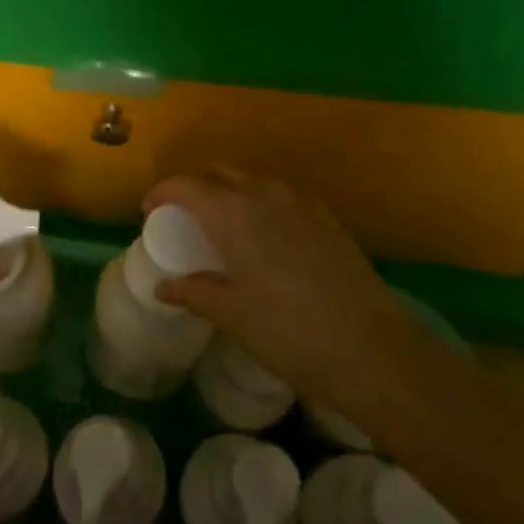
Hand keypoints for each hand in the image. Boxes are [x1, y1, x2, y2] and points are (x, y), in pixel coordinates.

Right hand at [145, 169, 427, 419]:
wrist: (374, 350)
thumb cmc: (290, 333)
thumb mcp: (232, 316)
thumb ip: (194, 292)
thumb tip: (164, 287)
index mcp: (233, 212)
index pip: (185, 185)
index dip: (162, 193)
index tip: (149, 212)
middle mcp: (265, 194)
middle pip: (219, 173)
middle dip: (195, 188)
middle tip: (184, 219)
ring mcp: (301, 202)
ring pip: (252, 181)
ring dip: (229, 193)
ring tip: (223, 228)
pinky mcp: (327, 217)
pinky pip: (281, 195)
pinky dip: (260, 204)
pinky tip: (265, 238)